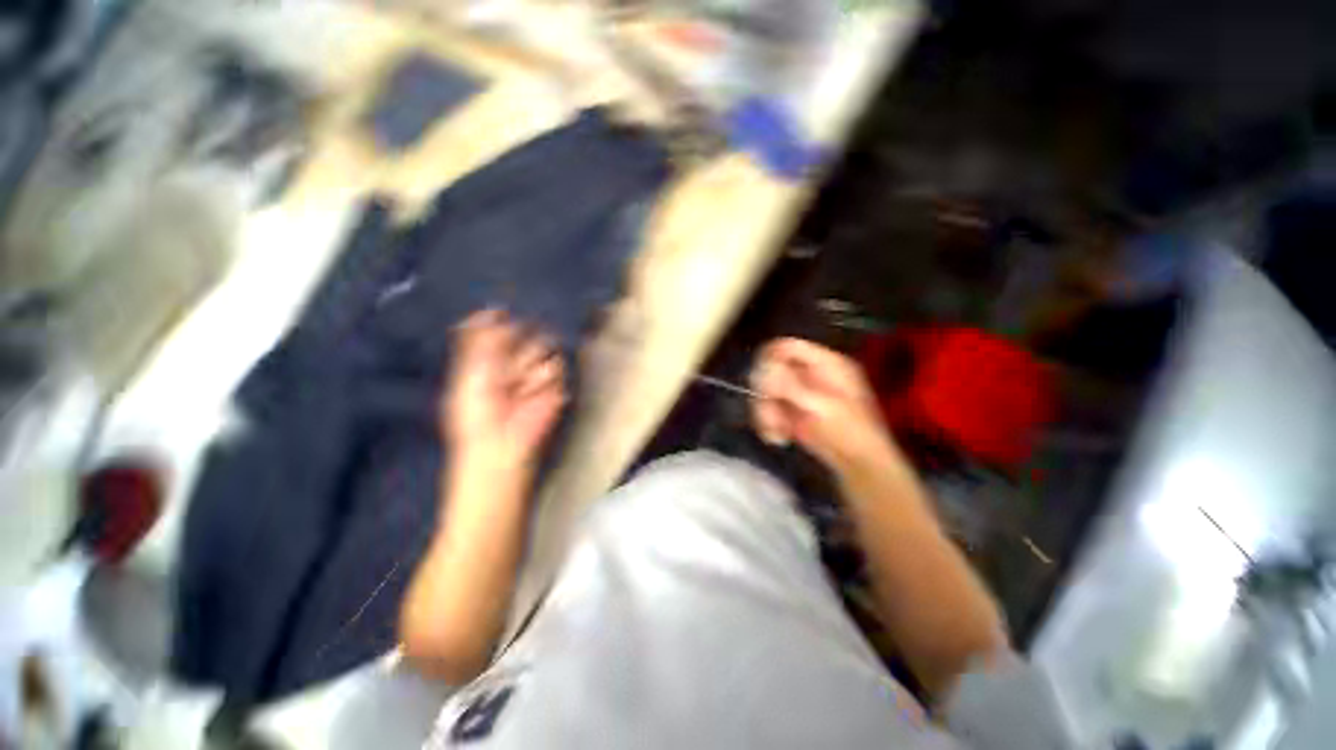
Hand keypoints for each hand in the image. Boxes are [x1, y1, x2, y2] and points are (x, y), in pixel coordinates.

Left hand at [443, 310, 565, 476]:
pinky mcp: (555, 382)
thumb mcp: (469, 372)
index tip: (498, 317)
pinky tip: (532, 394)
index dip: (499, 322)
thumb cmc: (476, 411)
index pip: (501, 325)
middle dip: (512, 348)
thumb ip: (478, 340)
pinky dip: (542, 380)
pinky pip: (555, 366)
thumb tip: (491, 309)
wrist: (500, 441)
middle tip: (502, 372)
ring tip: (516, 389)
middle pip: (524, 330)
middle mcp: (514, 358)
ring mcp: (535, 369)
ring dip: (526, 367)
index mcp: (490, 354)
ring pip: (541, 346)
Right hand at [749, 338, 898, 474]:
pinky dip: (768, 423)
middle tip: (770, 413)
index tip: (759, 381)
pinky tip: (777, 437)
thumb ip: (792, 386)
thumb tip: (764, 370)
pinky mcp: (791, 410)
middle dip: (766, 394)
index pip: (787, 347)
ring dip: (765, 412)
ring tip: (776, 432)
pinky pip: (768, 408)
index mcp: (825, 364)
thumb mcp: (823, 407)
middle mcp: (809, 373)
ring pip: (765, 391)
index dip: (768, 359)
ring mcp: (799, 392)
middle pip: (771, 369)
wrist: (860, 465)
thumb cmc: (851, 433)